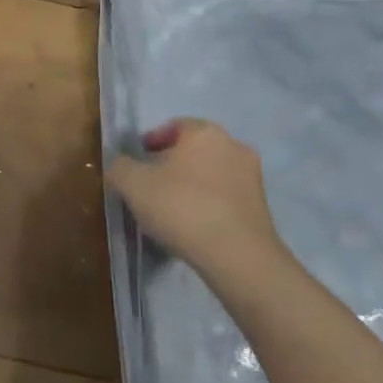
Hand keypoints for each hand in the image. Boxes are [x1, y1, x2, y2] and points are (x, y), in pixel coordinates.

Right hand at [106, 119, 294, 296]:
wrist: (237, 255)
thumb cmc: (182, 207)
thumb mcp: (134, 185)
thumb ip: (120, 167)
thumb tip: (120, 165)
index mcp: (204, 132)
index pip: (174, 126)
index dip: (152, 141)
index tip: (139, 161)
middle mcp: (233, 145)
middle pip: (195, 149)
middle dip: (174, 163)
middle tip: (153, 184)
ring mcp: (252, 177)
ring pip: (213, 173)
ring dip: (194, 184)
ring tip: (173, 208)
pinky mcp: (262, 207)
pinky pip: (226, 197)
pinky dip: (210, 204)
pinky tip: (195, 224)